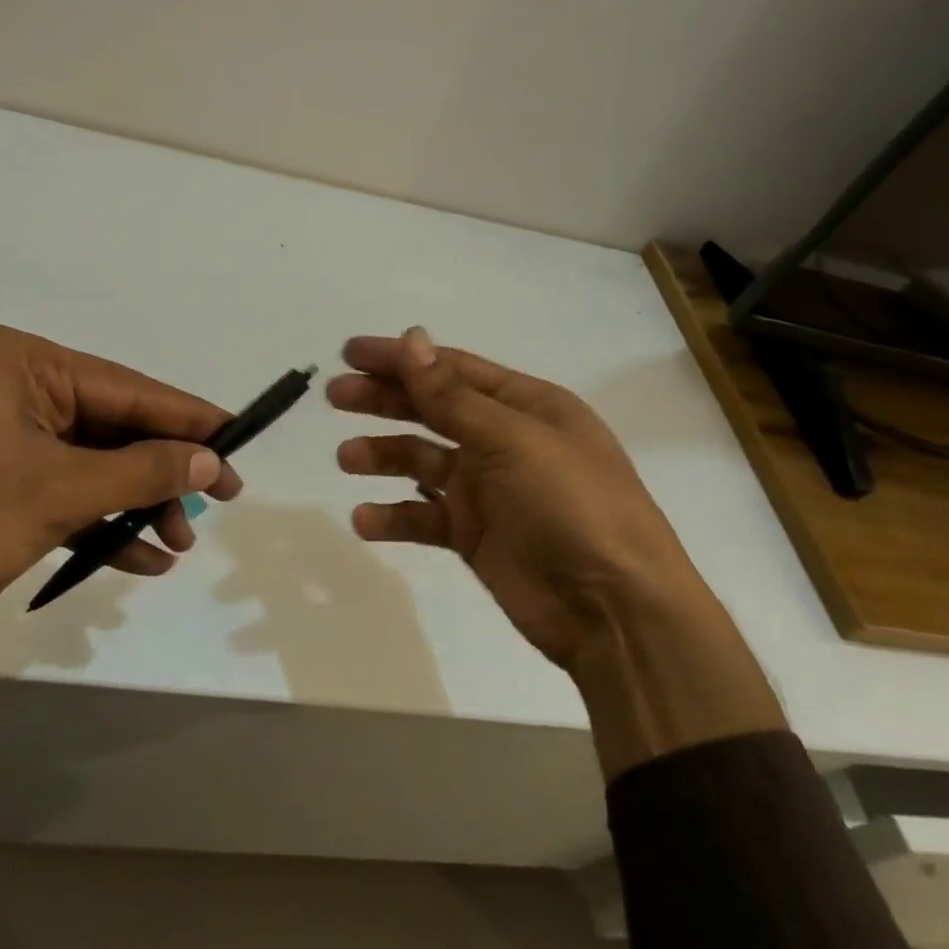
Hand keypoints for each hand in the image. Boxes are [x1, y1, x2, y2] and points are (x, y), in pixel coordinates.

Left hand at [0, 324, 243, 650]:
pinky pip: (63, 494)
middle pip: (114, 428)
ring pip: (92, 465)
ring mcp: (1, 438)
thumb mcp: (54, 493)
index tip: (242, 442)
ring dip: (136, 504)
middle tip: (216, 506)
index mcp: (24, 364)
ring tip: (180, 544)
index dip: (189, 419)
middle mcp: (15, 390)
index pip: (128, 388)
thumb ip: (139, 472)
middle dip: (162, 473)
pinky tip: (139, 558)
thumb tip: (211, 458)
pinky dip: (99, 525)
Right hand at [330, 327, 699, 676]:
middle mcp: (505, 441)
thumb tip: (411, 338)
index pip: (451, 369)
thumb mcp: (513, 440)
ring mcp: (488, 490)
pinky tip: (364, 519)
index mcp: (526, 406)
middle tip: (334, 397)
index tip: (350, 353)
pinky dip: (394, 516)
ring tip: (346, 459)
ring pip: (422, 461)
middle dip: (383, 401)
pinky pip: (424, 516)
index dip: (400, 358)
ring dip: (383, 456)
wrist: (615, 611)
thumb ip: (452, 395)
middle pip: (432, 409)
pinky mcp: (474, 536)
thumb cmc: (572, 506)